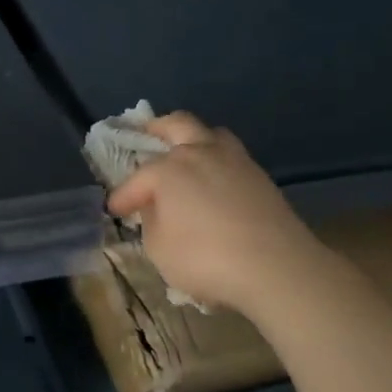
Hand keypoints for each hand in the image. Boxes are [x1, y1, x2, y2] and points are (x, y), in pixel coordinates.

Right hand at [105, 111, 325, 317]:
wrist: (277, 267)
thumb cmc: (206, 259)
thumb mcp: (159, 249)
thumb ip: (152, 222)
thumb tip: (158, 208)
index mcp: (169, 169)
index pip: (137, 180)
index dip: (123, 196)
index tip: (115, 209)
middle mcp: (200, 153)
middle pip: (178, 124)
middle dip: (157, 128)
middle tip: (145, 134)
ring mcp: (235, 161)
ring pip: (211, 134)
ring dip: (194, 138)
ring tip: (185, 152)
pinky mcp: (260, 177)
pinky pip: (231, 156)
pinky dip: (216, 160)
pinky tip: (214, 179)